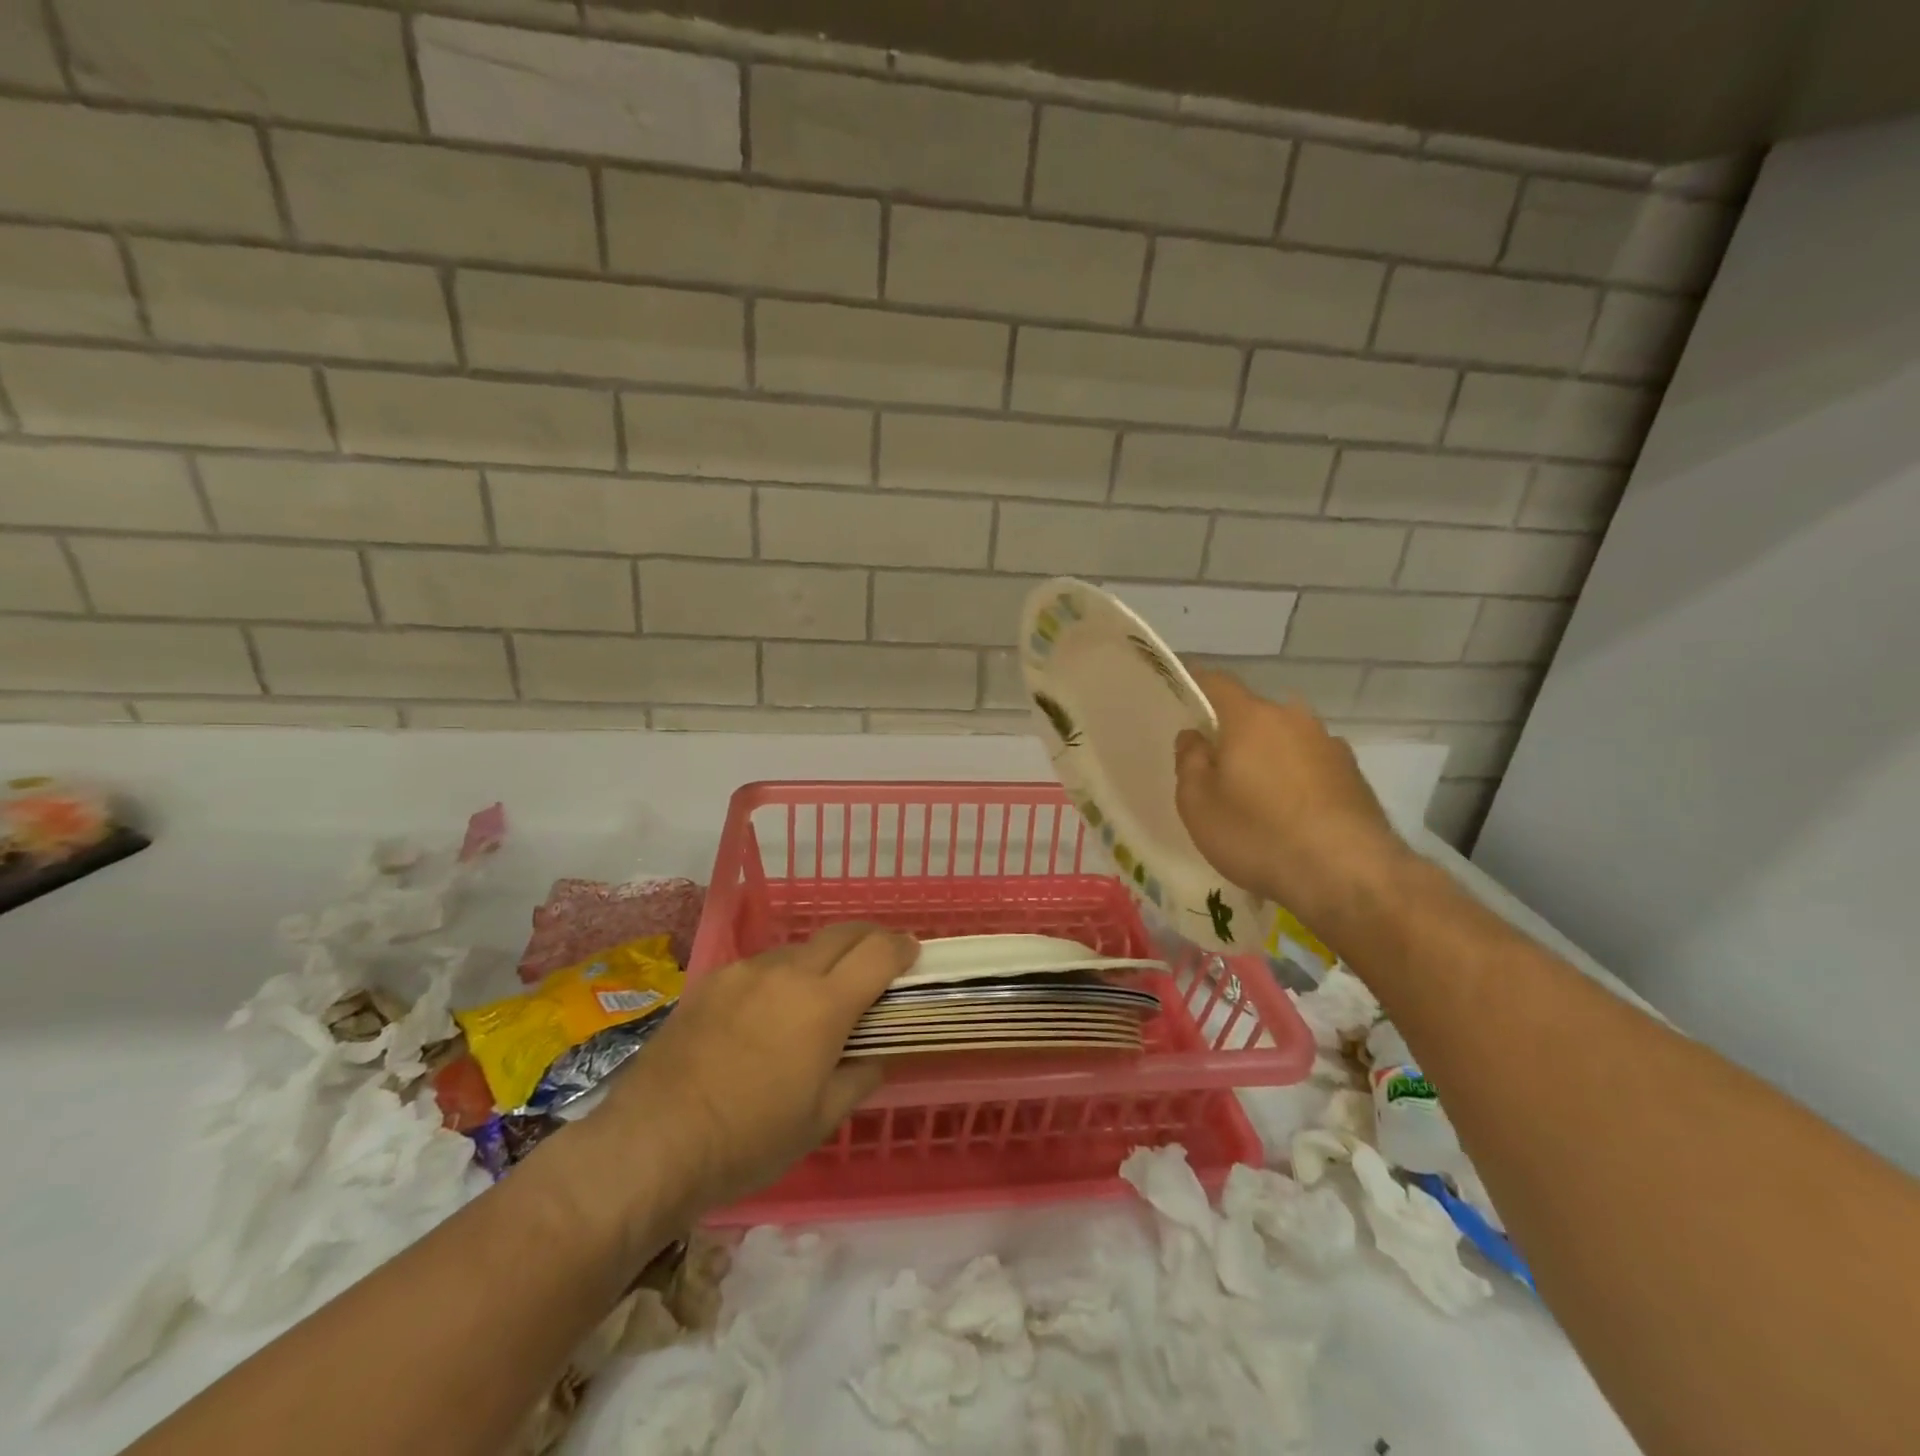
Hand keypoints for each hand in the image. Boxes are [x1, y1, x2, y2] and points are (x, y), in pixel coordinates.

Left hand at [590, 923, 916, 1227]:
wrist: (651, 1143)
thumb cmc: (747, 1141)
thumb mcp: (818, 1121)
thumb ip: (857, 1079)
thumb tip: (874, 1057)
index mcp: (823, 1004)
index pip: (878, 953)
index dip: (902, 948)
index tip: (913, 954)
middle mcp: (787, 973)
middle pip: (841, 933)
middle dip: (869, 938)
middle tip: (878, 959)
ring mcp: (744, 972)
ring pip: (798, 950)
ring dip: (821, 961)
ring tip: (817, 997)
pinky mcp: (710, 981)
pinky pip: (759, 967)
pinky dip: (779, 978)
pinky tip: (765, 1013)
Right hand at [1174, 670, 1408, 932]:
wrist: (1348, 875)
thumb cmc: (1258, 834)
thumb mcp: (1198, 803)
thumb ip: (1190, 761)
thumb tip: (1195, 736)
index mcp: (1251, 717)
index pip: (1217, 682)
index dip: (1196, 684)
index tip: (1181, 695)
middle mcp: (1294, 719)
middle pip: (1254, 714)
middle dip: (1233, 733)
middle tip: (1215, 767)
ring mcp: (1330, 746)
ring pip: (1285, 741)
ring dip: (1267, 758)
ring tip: (1255, 799)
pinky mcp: (1354, 776)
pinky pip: (1311, 767)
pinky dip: (1295, 781)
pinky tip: (1290, 817)